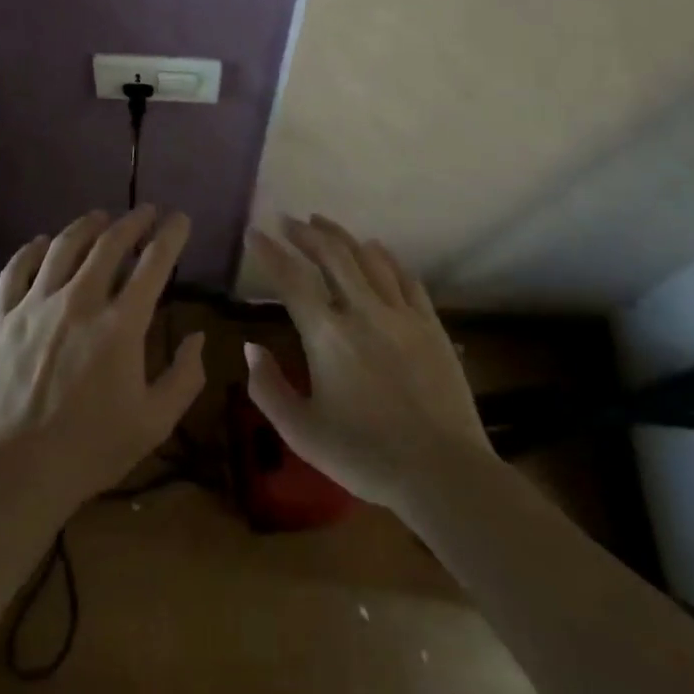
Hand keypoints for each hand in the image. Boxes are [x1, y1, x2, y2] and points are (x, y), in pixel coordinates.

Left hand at [0, 206, 204, 523]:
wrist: (15, 472)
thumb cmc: (91, 449)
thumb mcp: (155, 423)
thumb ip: (184, 377)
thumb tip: (197, 338)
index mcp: (121, 325)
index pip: (153, 263)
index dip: (171, 235)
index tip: (179, 219)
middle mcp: (79, 301)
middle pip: (109, 243)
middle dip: (133, 221)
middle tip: (146, 212)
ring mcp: (36, 304)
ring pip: (64, 246)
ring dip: (87, 226)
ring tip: (100, 217)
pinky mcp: (2, 316)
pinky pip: (18, 268)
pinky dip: (34, 248)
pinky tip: (44, 242)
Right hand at [245, 215, 492, 510]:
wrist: (443, 473)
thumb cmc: (365, 456)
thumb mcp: (302, 433)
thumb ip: (268, 388)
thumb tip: (250, 347)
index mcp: (326, 334)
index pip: (291, 279)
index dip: (270, 252)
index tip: (255, 232)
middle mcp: (362, 311)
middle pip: (332, 256)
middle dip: (306, 233)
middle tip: (289, 220)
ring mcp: (401, 314)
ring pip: (368, 258)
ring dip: (342, 236)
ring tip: (324, 223)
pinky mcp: (430, 325)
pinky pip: (406, 278)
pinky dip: (386, 257)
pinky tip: (377, 249)